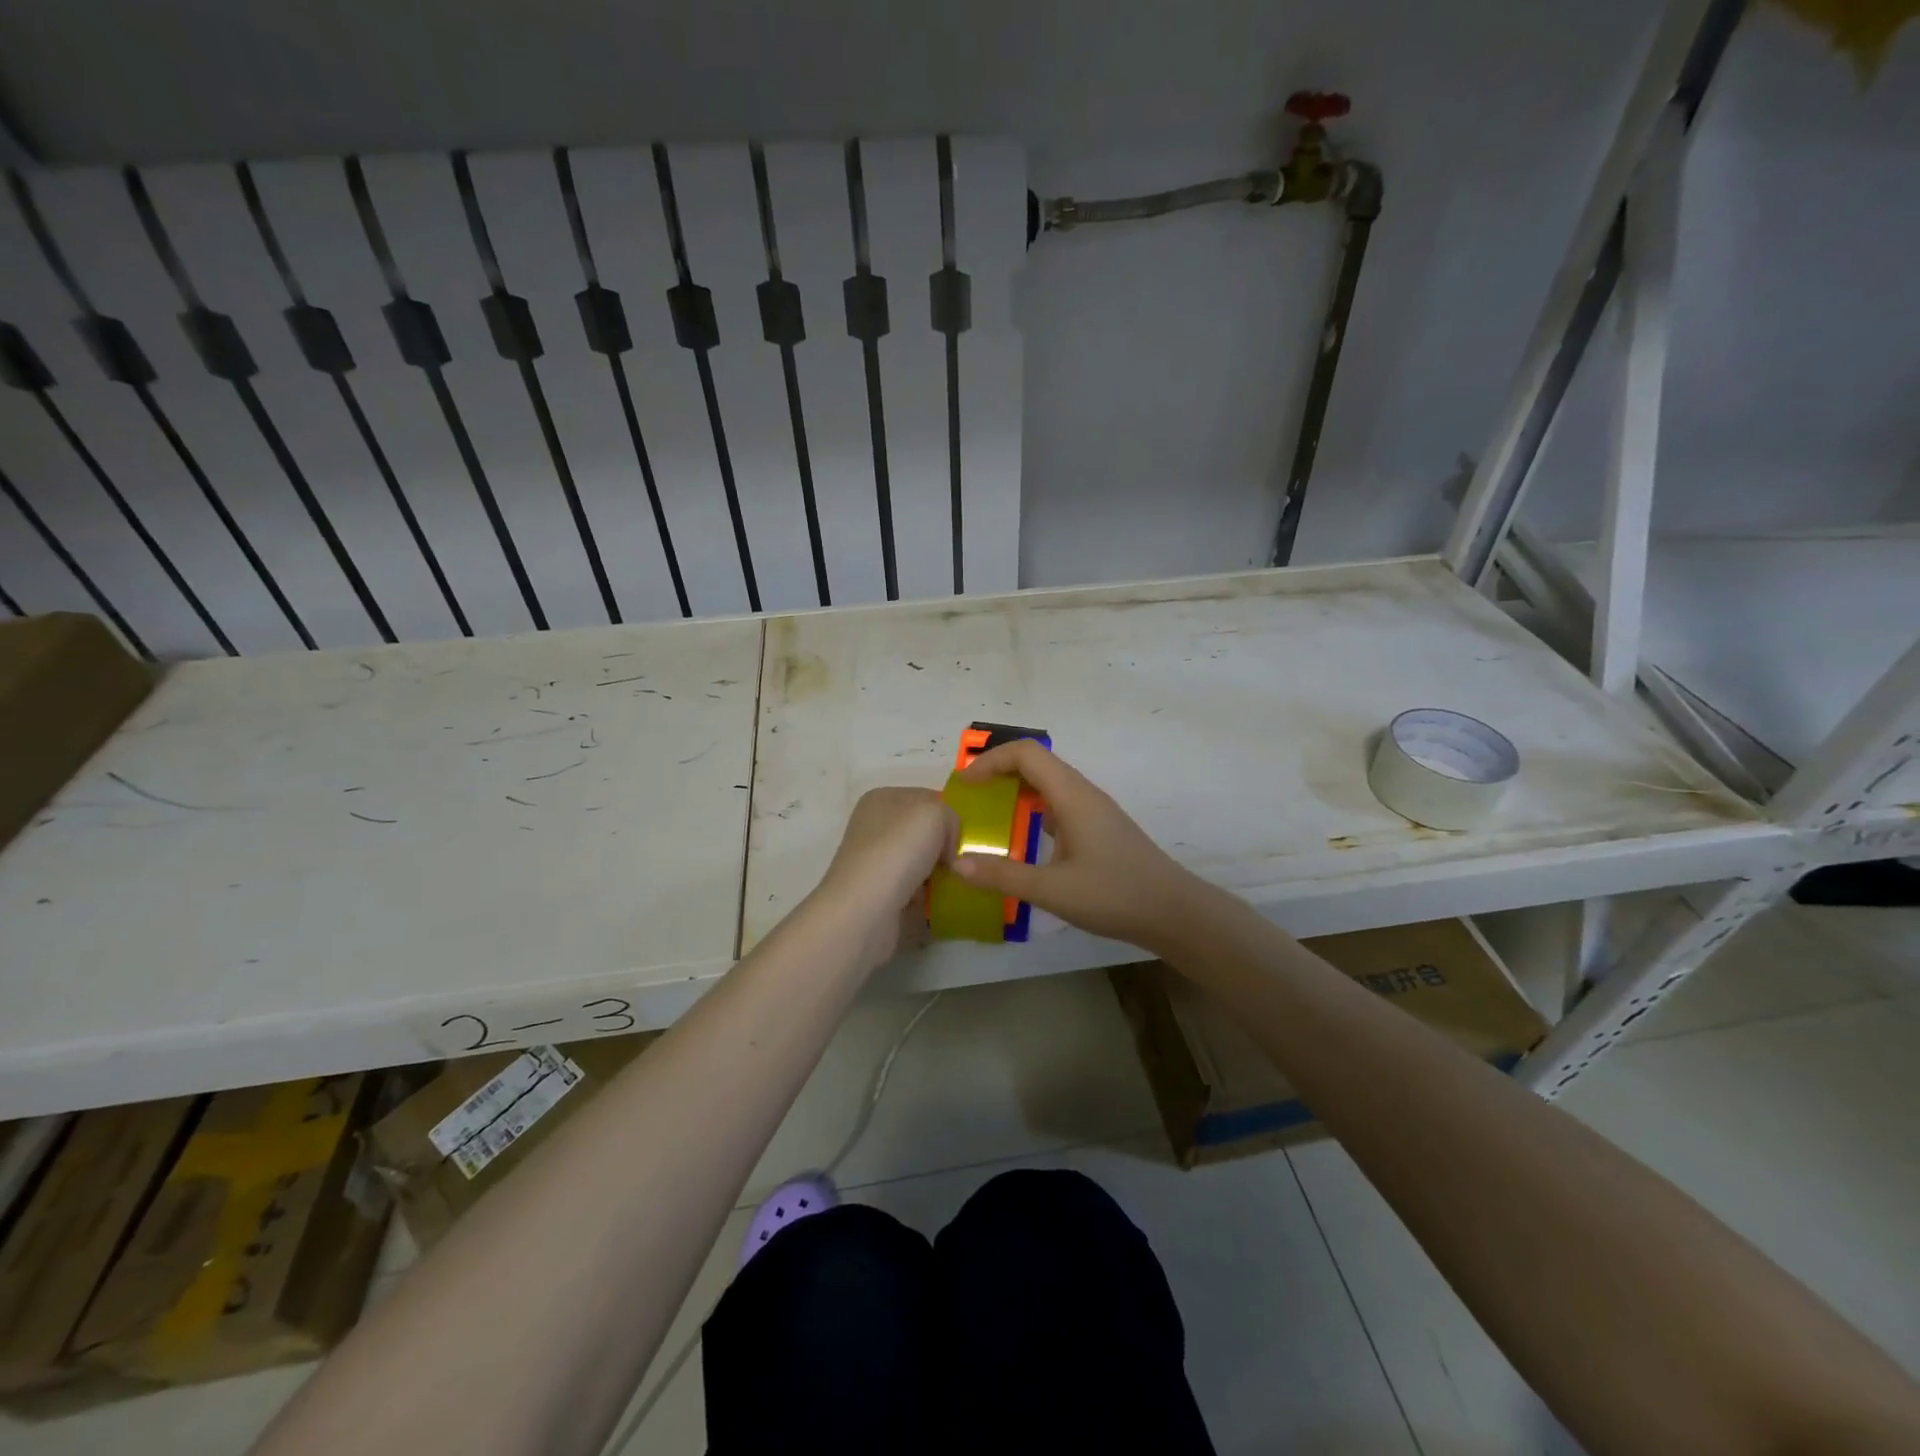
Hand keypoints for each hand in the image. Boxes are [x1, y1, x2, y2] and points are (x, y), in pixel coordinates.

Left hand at [814, 787, 958, 968]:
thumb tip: (948, 847)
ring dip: (936, 873)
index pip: (926, 798)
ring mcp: (871, 862)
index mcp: (881, 799)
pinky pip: (911, 889)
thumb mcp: (935, 814)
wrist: (865, 909)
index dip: (948, 815)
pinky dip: (924, 896)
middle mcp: (872, 826)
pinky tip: (933, 902)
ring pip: (918, 861)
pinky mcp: (875, 894)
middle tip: (961, 862)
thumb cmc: (898, 850)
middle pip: (922, 832)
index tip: (963, 836)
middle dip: (943, 846)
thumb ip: (951, 818)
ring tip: (952, 884)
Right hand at [950, 740, 1213, 955]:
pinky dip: (1032, 809)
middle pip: (1036, 763)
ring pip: (1048, 783)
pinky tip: (1022, 839)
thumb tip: (956, 863)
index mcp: (1072, 796)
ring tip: (987, 815)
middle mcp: (1083, 793)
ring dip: (1015, 790)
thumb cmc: (1115, 895)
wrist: (1174, 912)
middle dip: (998, 772)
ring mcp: (1093, 810)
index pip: (1026, 753)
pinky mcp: (1098, 827)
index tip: (965, 785)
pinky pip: (1058, 804)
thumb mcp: (1053, 890)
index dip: (990, 760)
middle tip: (969, 799)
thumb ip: (1003, 876)